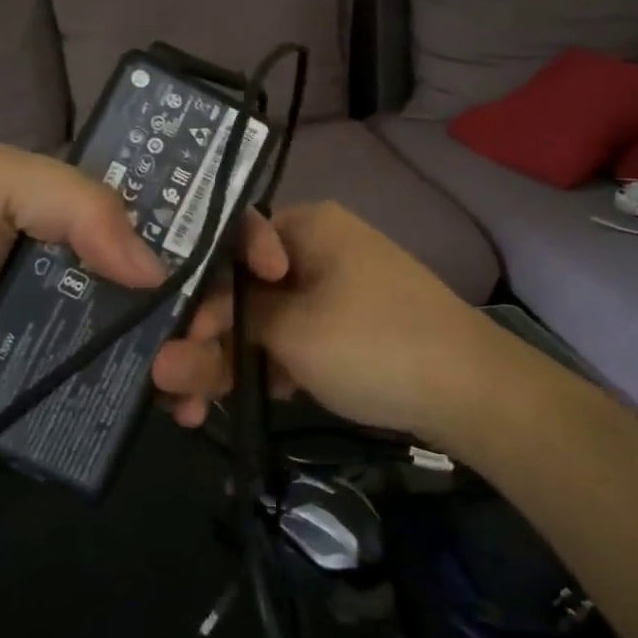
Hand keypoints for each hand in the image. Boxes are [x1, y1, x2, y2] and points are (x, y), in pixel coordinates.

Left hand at [0, 143, 286, 417]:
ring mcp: (108, 319)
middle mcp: (117, 257)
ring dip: (207, 352)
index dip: (237, 224)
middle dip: (224, 299)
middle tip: (209, 331)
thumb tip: (155, 270)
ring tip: (187, 381)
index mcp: (103, 204)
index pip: (189, 203)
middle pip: (200, 273)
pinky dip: (178, 393)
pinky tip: (180, 411)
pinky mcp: (92, 373)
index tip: (268, 262)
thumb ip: (76, 201)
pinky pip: (150, 380)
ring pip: (184, 329)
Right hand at [153, 201, 492, 442]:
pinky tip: (247, 399)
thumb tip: (165, 353)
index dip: (198, 292)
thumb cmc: (373, 344)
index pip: (229, 245)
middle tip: (174, 391)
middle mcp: (318, 246)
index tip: (180, 337)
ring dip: (232, 361)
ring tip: (194, 411)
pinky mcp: (348, 324)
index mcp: (307, 225)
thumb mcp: (292, 333)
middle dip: (207, 341)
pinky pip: (294, 336)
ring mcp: (336, 287)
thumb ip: (226, 335)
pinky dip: (270, 365)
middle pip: (244, 288)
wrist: (472, 390)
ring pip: (266, 318)